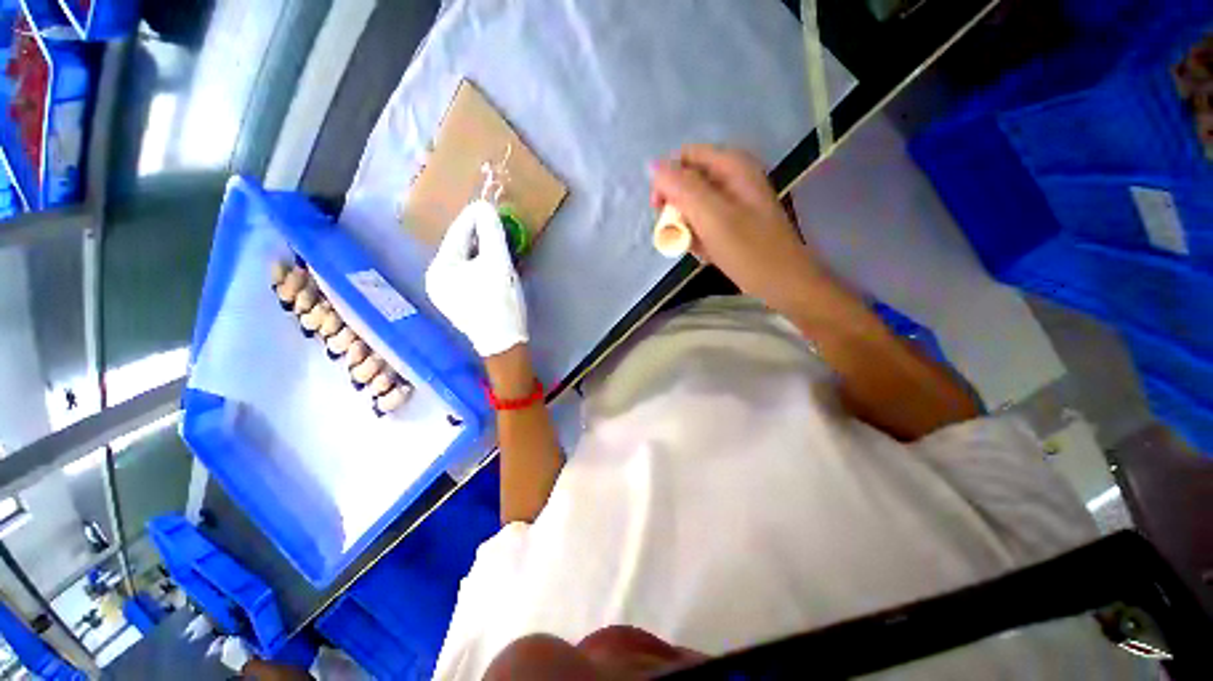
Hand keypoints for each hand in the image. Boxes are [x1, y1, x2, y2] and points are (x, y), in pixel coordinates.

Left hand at [426, 200, 527, 356]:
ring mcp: (445, 293)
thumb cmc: (500, 302)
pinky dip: (482, 265)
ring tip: (499, 242)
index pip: (458, 234)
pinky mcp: (458, 302)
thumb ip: (491, 232)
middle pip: (460, 248)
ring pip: (466, 261)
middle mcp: (435, 280)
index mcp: (439, 269)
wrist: (505, 343)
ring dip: (483, 250)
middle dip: (480, 235)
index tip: (488, 204)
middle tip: (498, 225)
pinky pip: (469, 274)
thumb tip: (484, 207)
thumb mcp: (498, 263)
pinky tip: (494, 263)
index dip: (475, 217)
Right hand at [650, 145, 830, 317]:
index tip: (661, 211)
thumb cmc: (748, 250)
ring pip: (694, 206)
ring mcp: (735, 201)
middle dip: (677, 210)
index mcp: (732, 165)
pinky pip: (705, 223)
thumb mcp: (711, 216)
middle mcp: (733, 177)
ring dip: (688, 228)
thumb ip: (681, 188)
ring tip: (697, 247)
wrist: (782, 283)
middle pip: (688, 182)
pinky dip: (700, 237)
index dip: (666, 181)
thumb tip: (652, 166)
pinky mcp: (734, 222)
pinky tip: (707, 253)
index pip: (684, 158)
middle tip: (680, 233)